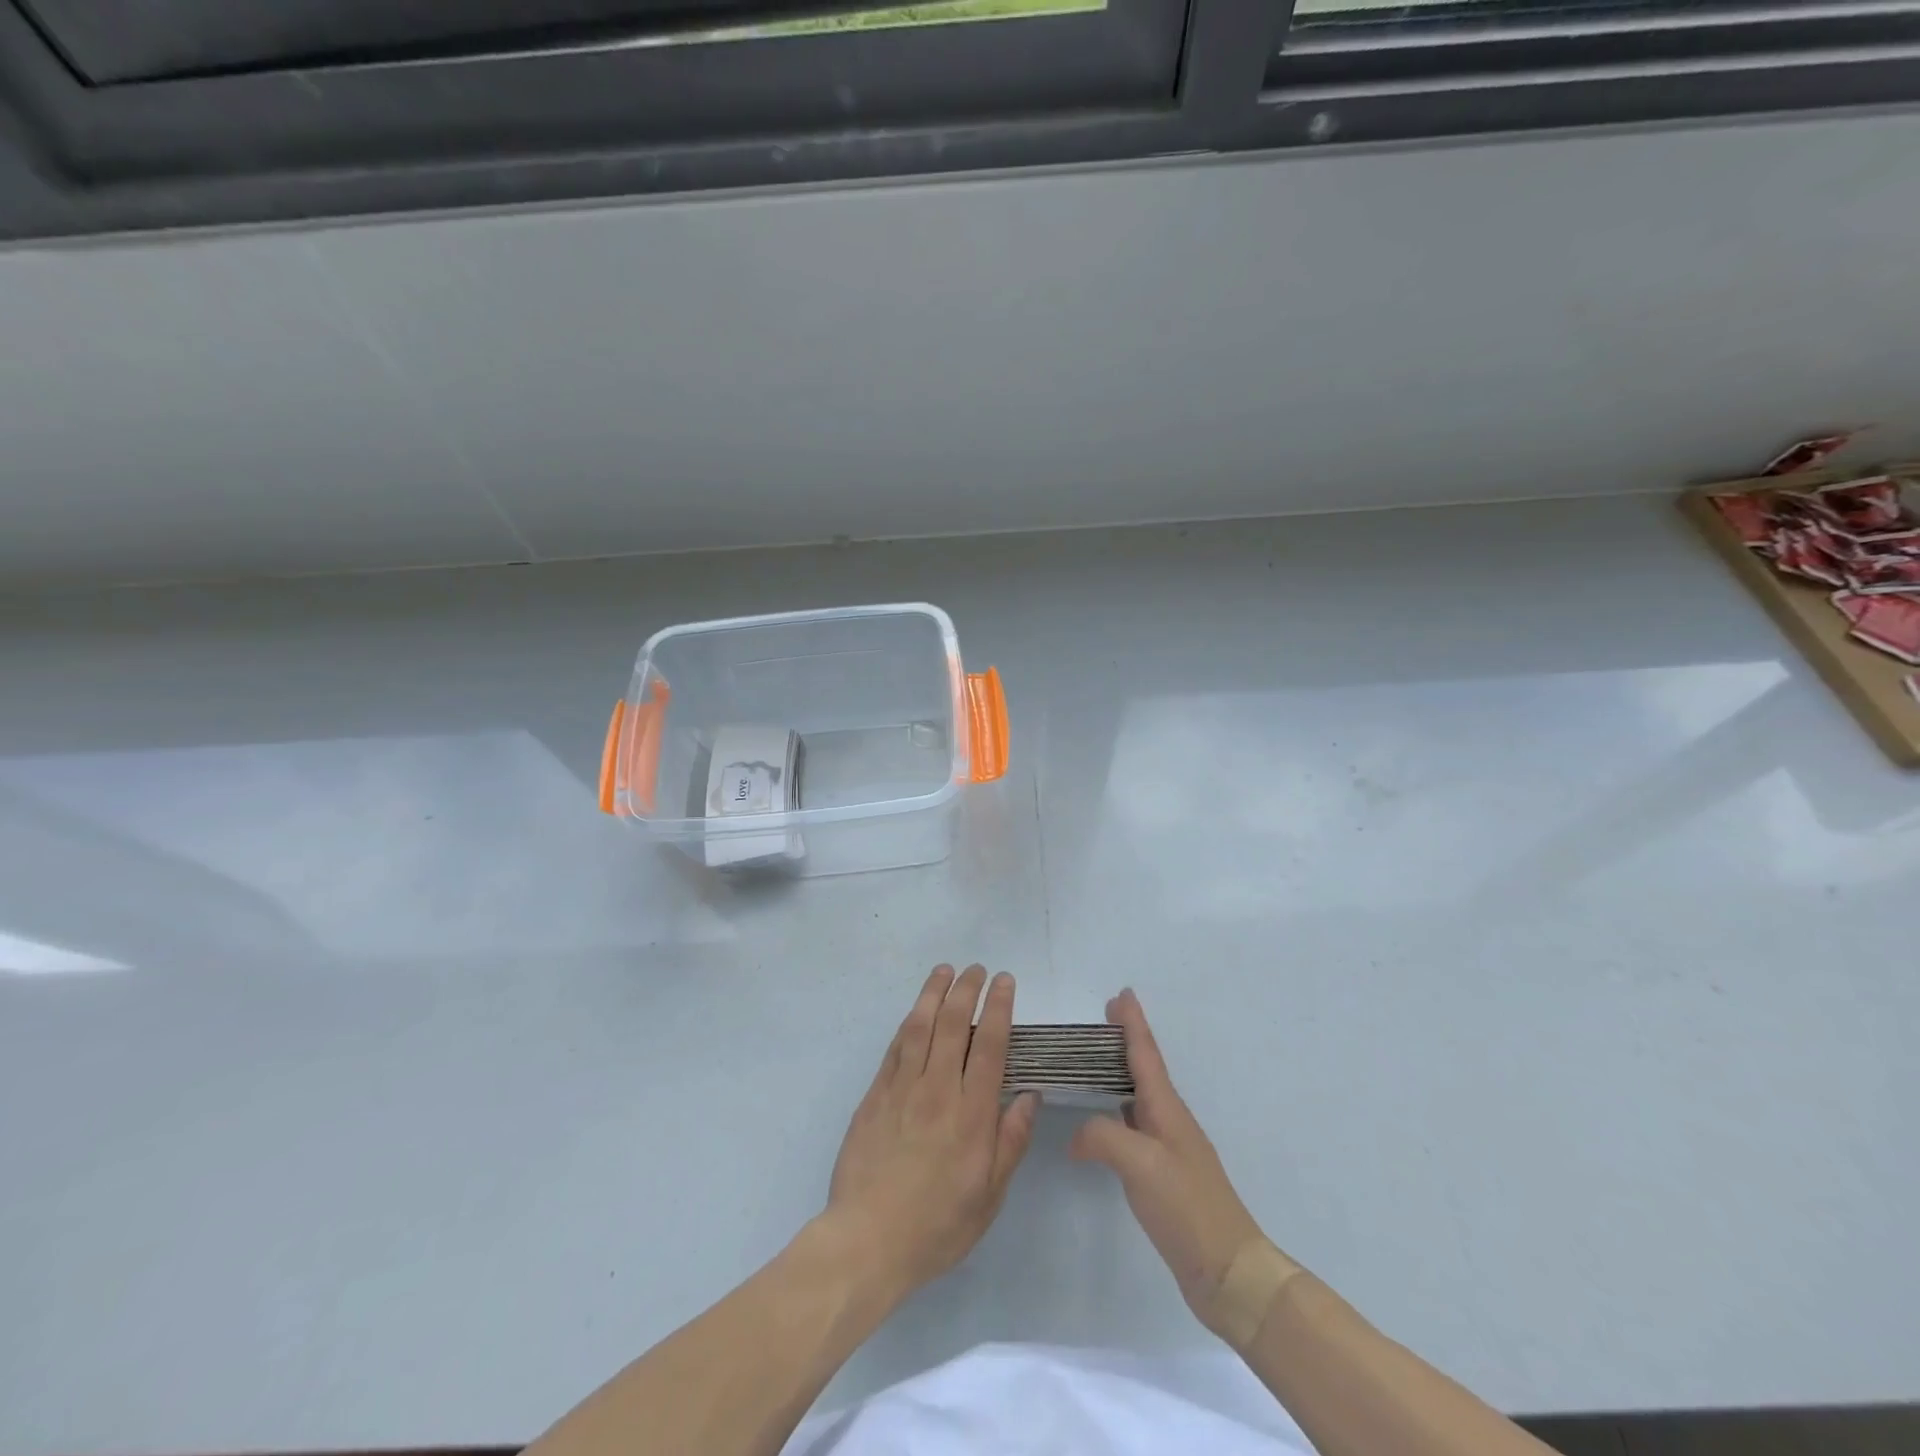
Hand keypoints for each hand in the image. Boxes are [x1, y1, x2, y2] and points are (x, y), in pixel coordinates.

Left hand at [824, 964, 1038, 1304]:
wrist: (867, 1241)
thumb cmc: (937, 1225)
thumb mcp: (989, 1196)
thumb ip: (1010, 1141)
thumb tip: (1029, 1095)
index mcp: (971, 1114)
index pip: (989, 1046)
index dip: (998, 1008)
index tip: (1004, 981)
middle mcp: (937, 1090)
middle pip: (953, 1025)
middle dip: (967, 990)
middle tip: (977, 968)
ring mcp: (902, 1089)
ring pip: (920, 1026)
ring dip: (933, 994)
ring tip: (944, 971)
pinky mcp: (875, 1096)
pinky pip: (894, 1048)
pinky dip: (907, 1023)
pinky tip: (914, 1012)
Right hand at [1070, 988, 1272, 1339]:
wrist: (1228, 1271)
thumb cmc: (1187, 1207)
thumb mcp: (1140, 1163)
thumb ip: (1103, 1135)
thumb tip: (1078, 1135)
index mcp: (1166, 1108)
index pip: (1145, 1054)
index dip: (1132, 1023)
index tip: (1122, 993)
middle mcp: (1169, 1120)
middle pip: (1144, 1068)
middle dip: (1126, 1041)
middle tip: (1104, 1018)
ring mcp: (1169, 1148)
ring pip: (1140, 1096)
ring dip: (1121, 1072)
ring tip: (1096, 1061)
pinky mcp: (1164, 1175)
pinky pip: (1135, 1126)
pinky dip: (1117, 1110)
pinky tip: (1104, 1122)